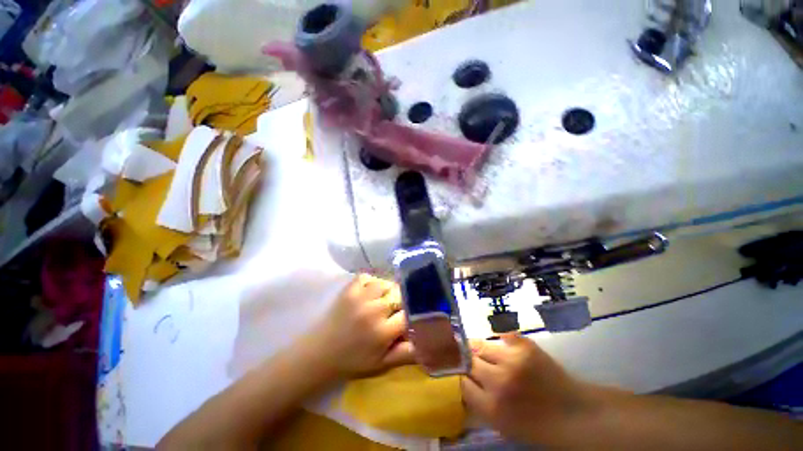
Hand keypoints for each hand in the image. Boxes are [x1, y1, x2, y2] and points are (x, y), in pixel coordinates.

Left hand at [308, 274, 414, 378]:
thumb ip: (406, 354)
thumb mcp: (382, 365)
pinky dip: (371, 282)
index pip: (409, 314)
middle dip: (401, 302)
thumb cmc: (353, 361)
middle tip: (396, 310)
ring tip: (383, 301)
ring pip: (385, 284)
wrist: (320, 353)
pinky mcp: (348, 289)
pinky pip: (367, 277)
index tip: (410, 317)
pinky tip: (370, 293)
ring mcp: (360, 297)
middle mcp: (373, 310)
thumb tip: (427, 342)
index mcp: (383, 331)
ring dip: (387, 291)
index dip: (412, 314)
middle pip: (399, 295)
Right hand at [461, 334, 597, 445]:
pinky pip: (502, 334)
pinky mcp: (526, 347)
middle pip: (469, 361)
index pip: (462, 383)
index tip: (464, 374)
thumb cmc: (537, 425)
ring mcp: (512, 361)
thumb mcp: (502, 425)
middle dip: (467, 360)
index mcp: (492, 408)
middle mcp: (498, 382)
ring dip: (478, 347)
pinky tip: (501, 342)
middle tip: (468, 358)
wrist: (574, 414)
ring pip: (480, 345)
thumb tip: (463, 380)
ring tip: (480, 347)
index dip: (462, 377)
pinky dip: (500, 336)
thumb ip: (479, 403)